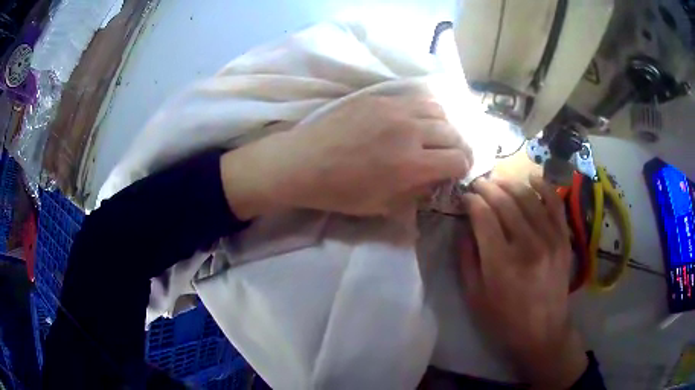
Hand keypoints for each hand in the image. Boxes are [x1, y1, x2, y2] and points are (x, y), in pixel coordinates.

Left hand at [220, 93, 472, 218]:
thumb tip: (436, 181)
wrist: (303, 162)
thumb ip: (417, 194)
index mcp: (411, 164)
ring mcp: (394, 109)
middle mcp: (410, 131)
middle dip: (459, 148)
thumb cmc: (340, 191)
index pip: (457, 159)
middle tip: (452, 156)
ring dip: (445, 126)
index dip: (463, 168)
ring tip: (436, 136)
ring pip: (439, 111)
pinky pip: (415, 99)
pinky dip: (425, 111)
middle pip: (454, 133)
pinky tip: (416, 121)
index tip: (456, 172)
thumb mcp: (382, 205)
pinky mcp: (379, 98)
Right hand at [459, 176, 586, 388]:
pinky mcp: (563, 239)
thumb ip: (467, 258)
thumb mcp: (474, 296)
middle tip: (477, 184)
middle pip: (504, 202)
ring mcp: (550, 239)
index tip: (464, 197)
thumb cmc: (504, 319)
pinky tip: (531, 178)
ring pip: (527, 197)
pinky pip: (554, 203)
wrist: (543, 331)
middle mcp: (527, 245)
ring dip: (509, 183)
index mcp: (501, 263)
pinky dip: (543, 186)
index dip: (471, 201)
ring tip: (498, 181)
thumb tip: (465, 226)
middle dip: (487, 188)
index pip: (483, 216)